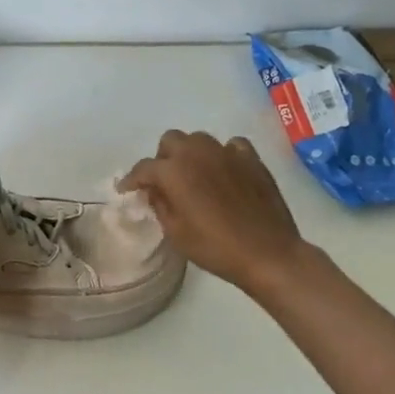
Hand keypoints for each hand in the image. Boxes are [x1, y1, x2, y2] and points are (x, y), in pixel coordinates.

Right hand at [120, 130, 307, 295]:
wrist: (267, 253)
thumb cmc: (215, 247)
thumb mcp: (176, 232)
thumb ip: (160, 205)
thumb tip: (153, 190)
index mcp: (174, 171)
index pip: (144, 168)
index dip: (132, 180)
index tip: (127, 190)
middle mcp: (198, 153)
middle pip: (171, 141)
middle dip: (163, 159)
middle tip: (165, 183)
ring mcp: (227, 152)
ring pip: (199, 140)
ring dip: (191, 154)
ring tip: (194, 176)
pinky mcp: (252, 159)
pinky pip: (231, 146)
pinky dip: (223, 155)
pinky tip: (224, 171)